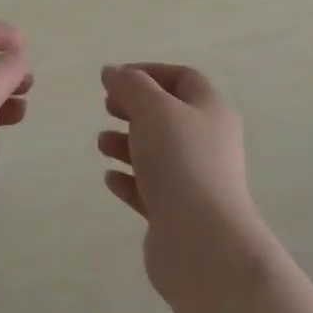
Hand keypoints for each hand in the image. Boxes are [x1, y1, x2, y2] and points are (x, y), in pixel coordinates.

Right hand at [98, 63, 268, 303]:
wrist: (202, 241)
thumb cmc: (181, 160)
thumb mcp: (153, 109)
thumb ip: (130, 85)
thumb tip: (112, 71)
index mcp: (211, 110)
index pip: (183, 79)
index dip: (149, 73)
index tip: (115, 78)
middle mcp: (208, 142)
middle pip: (169, 115)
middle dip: (135, 108)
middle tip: (107, 107)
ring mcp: (195, 180)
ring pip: (158, 153)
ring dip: (127, 144)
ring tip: (101, 144)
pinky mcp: (179, 214)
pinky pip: (151, 189)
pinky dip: (130, 180)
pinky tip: (110, 179)